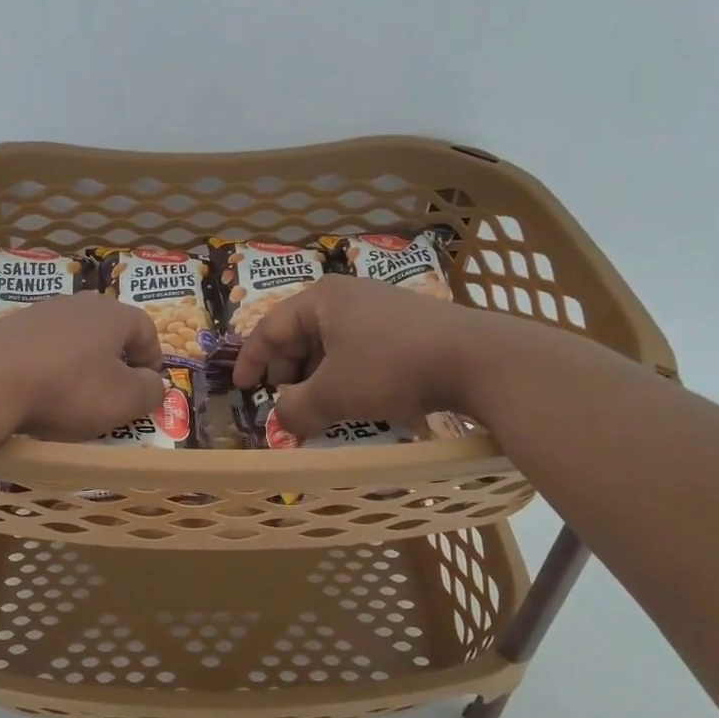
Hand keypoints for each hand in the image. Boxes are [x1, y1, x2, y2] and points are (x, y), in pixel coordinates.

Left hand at [0, 293, 166, 441]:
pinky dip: (49, 368)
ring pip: (74, 339)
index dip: (153, 360)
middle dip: (116, 362)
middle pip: (109, 331)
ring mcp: (40, 312)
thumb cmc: (68, 389)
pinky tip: (39, 392)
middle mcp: (78, 303)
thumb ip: (150, 391)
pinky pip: (43, 348)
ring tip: (74, 397)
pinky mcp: (9, 328)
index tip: (146, 388)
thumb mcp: (123, 400)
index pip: (146, 329)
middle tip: (113, 394)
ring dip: (81, 365)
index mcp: (113, 314)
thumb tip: (155, 384)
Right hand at [232, 276, 475, 436]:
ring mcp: (379, 308)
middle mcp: (347, 296)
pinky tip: (354, 399)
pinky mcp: (405, 326)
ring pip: (331, 344)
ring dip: (317, 377)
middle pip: (300, 334)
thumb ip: (297, 410)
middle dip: (287, 372)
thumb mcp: (334, 394)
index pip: (270, 327)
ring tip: (318, 408)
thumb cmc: (391, 368)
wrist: (477, 359)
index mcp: (321, 300)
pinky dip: (345, 374)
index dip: (251, 360)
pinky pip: (359, 348)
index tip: (241, 389)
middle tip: (284, 404)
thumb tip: (281, 421)